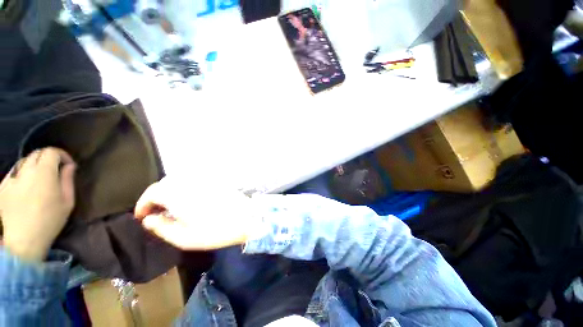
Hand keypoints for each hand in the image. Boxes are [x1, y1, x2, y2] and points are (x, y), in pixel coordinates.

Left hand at [0, 148, 75, 261]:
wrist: (23, 240)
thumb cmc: (50, 220)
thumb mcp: (67, 201)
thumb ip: (67, 180)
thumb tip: (69, 166)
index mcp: (43, 173)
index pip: (51, 151)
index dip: (62, 155)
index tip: (68, 165)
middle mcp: (25, 170)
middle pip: (37, 153)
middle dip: (48, 158)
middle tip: (55, 170)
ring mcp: (11, 178)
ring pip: (24, 161)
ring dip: (35, 165)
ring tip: (40, 178)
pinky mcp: (3, 186)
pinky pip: (14, 172)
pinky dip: (23, 174)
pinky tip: (26, 186)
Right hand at [135, 178, 257, 250]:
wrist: (246, 218)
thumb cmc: (215, 231)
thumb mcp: (184, 237)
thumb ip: (162, 227)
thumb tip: (148, 219)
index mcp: (179, 194)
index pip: (152, 192)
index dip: (142, 204)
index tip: (140, 217)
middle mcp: (190, 182)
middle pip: (164, 184)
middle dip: (155, 198)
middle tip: (154, 214)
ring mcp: (204, 180)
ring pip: (179, 182)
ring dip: (169, 193)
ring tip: (169, 209)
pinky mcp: (214, 182)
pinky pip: (192, 182)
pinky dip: (183, 190)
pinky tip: (188, 202)